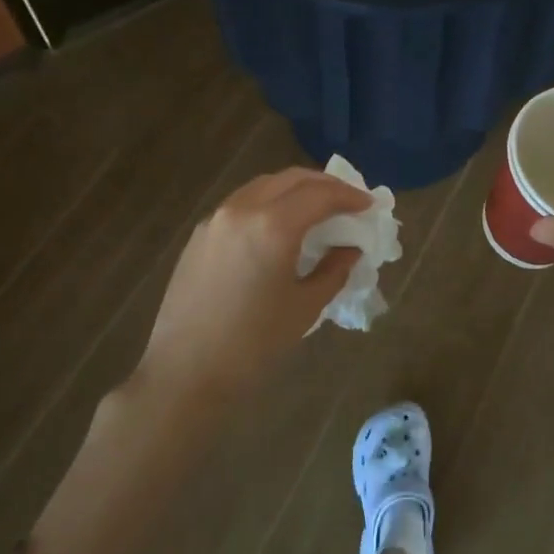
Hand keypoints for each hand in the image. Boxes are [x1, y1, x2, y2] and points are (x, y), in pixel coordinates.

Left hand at [139, 167, 370, 399]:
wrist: (184, 374)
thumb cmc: (252, 345)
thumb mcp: (304, 307)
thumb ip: (333, 269)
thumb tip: (350, 248)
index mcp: (272, 226)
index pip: (320, 194)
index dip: (349, 196)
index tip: (369, 205)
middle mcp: (243, 209)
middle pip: (291, 179)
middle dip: (324, 185)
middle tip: (347, 200)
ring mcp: (217, 217)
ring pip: (264, 185)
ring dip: (295, 188)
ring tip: (316, 208)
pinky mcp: (200, 233)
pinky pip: (243, 202)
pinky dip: (269, 201)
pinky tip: (279, 224)